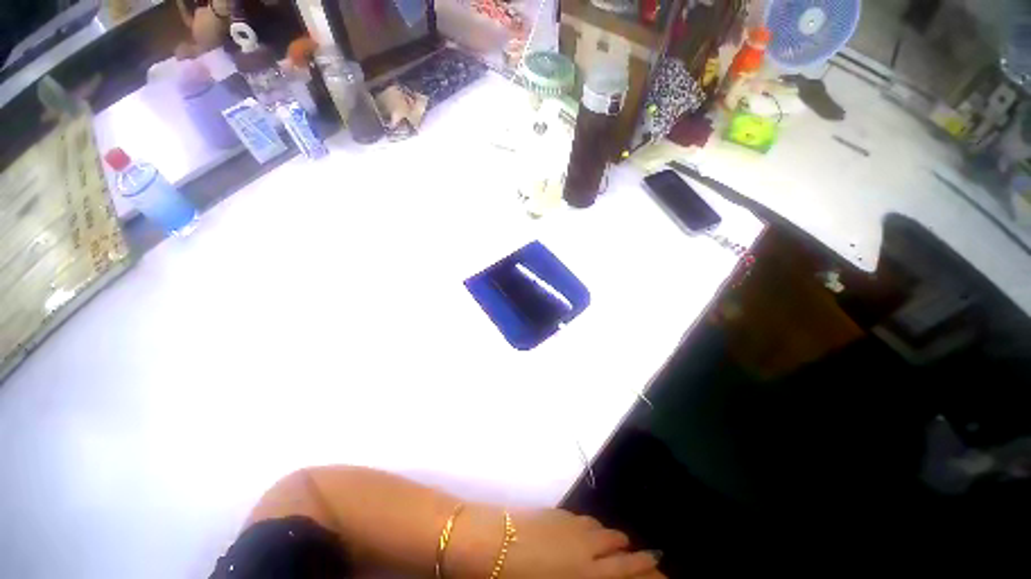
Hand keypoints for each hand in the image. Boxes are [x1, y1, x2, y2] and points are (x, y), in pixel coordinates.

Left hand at [507, 510, 663, 578]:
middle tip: (632, 549)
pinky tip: (583, 529)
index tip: (657, 556)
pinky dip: (588, 524)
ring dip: (606, 534)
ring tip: (609, 540)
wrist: (493, 542)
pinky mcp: (554, 512)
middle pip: (614, 541)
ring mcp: (569, 524)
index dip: (643, 561)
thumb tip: (596, 575)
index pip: (624, 566)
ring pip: (598, 526)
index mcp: (587, 572)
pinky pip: (580, 517)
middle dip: (626, 546)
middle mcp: (584, 545)